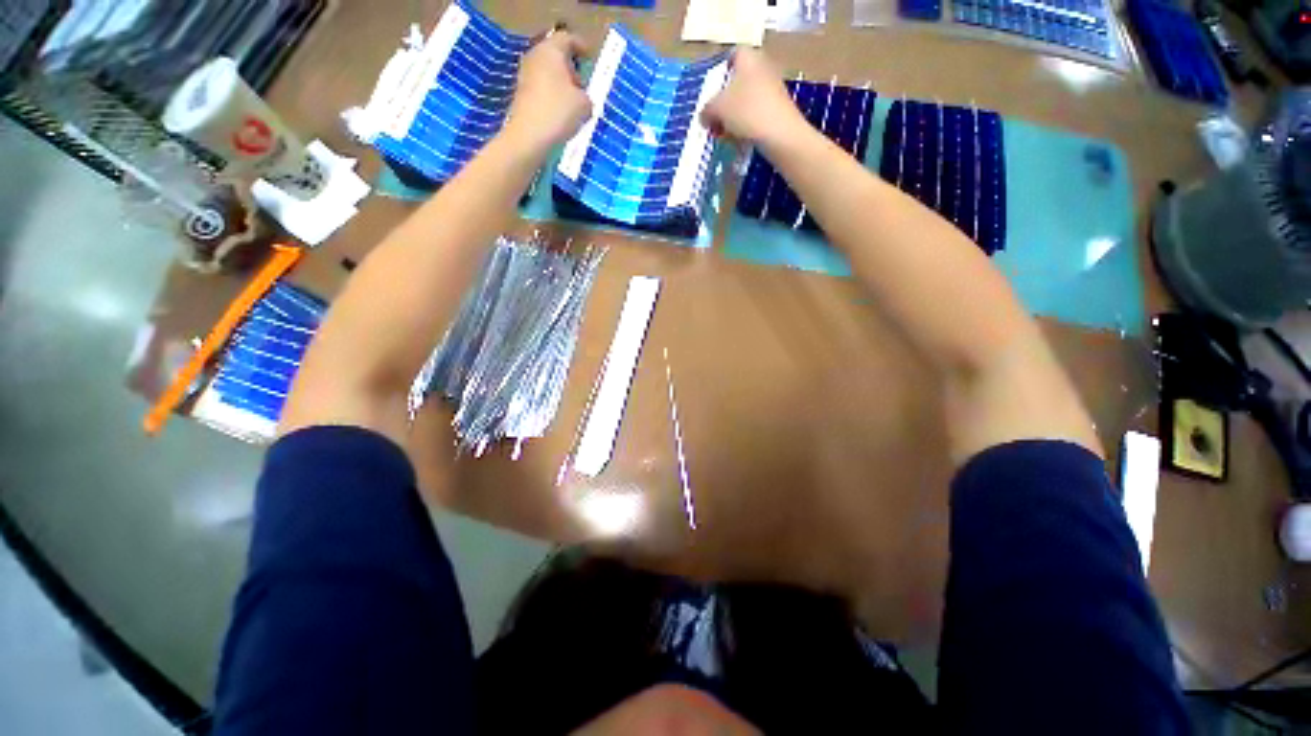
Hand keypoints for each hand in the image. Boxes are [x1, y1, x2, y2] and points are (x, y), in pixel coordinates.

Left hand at [502, 30, 591, 153]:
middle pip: (556, 55)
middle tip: (583, 84)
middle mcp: (535, 56)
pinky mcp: (521, 95)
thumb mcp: (585, 105)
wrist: (528, 137)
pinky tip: (561, 114)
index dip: (581, 46)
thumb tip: (581, 97)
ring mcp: (525, 75)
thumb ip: (587, 95)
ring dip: (561, 84)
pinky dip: (552, 96)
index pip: (568, 38)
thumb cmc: (558, 113)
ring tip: (574, 103)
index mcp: (551, 50)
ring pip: (548, 73)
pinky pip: (542, 89)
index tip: (590, 58)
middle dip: (570, 67)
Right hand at [701, 48, 804, 147]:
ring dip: (734, 113)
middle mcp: (763, 67)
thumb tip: (704, 116)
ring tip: (723, 132)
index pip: (733, 54)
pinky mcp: (778, 109)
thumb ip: (706, 110)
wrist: (780, 134)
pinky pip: (756, 112)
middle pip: (739, 79)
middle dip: (725, 98)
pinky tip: (739, 138)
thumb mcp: (717, 109)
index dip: (721, 68)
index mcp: (748, 58)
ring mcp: (773, 88)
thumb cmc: (746, 111)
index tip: (713, 87)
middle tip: (714, 115)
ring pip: (747, 98)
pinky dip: (746, 123)